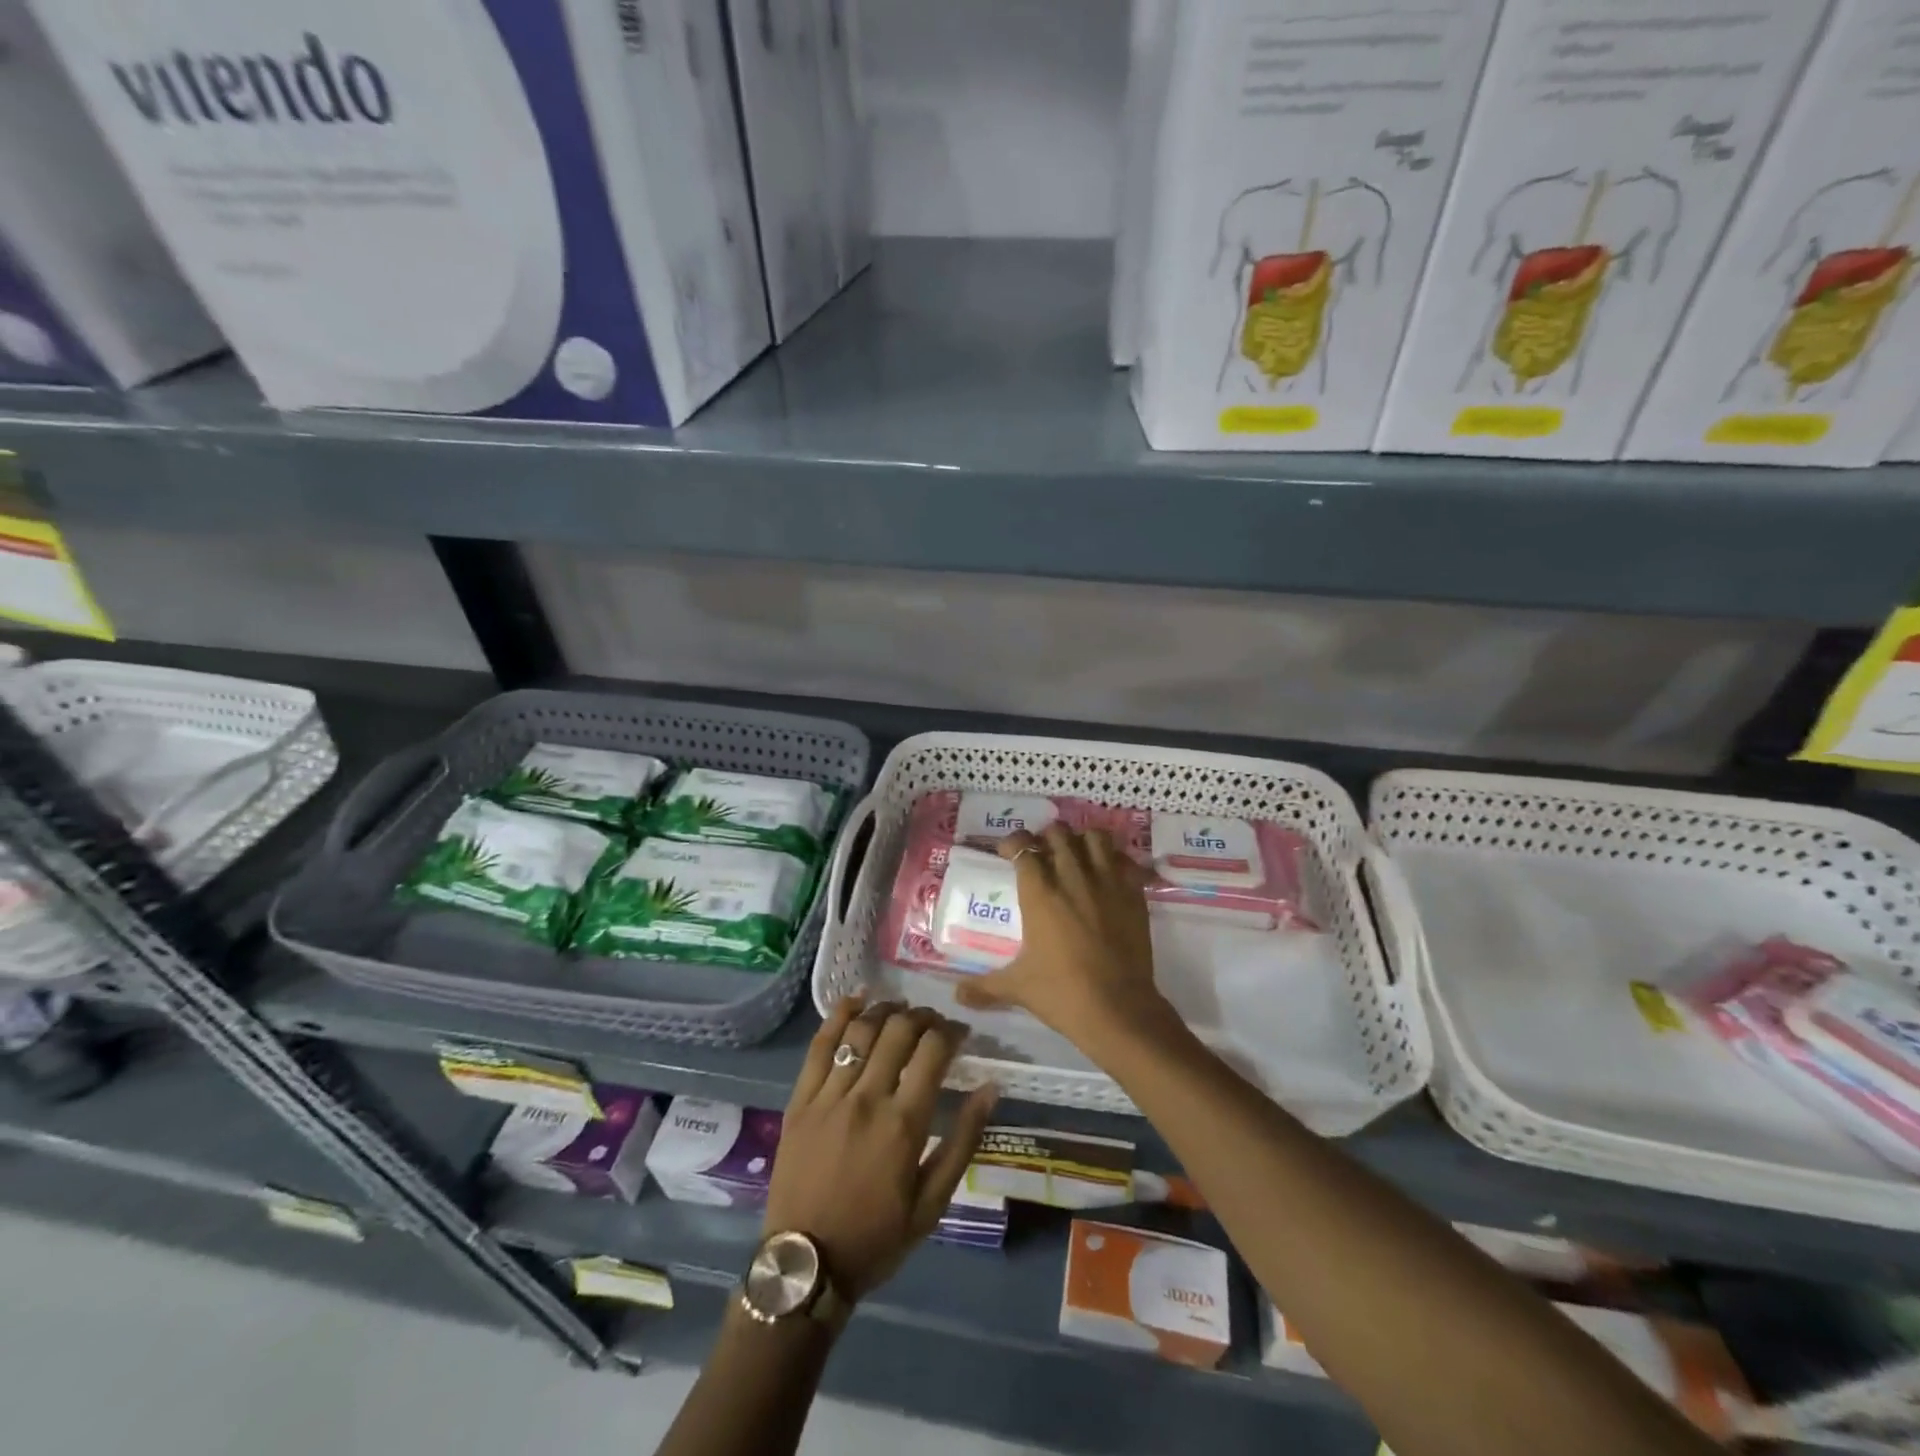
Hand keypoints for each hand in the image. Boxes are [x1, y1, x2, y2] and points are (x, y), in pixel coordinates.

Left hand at [764, 997, 996, 1303]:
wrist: (806, 1266)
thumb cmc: (876, 1237)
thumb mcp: (933, 1202)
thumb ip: (963, 1140)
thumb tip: (990, 1088)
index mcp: (904, 1123)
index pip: (933, 1051)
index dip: (951, 1031)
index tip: (960, 1033)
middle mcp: (867, 1098)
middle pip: (899, 1032)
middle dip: (922, 1017)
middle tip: (932, 1021)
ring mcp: (829, 1096)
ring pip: (861, 1031)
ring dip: (885, 1010)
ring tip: (899, 1009)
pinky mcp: (800, 1100)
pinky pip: (820, 1046)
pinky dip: (839, 1016)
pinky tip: (855, 1001)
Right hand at [954, 824, 1175, 1052]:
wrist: (1118, 1008)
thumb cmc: (1062, 993)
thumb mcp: (1017, 987)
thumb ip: (984, 986)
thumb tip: (957, 995)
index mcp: (1039, 892)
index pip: (1023, 847)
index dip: (1012, 843)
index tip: (1006, 852)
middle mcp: (1072, 877)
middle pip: (1058, 834)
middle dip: (1046, 837)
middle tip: (1041, 853)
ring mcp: (1107, 882)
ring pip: (1094, 837)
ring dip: (1081, 840)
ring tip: (1075, 855)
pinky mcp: (1134, 894)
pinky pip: (1124, 860)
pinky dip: (1114, 859)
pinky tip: (1107, 874)